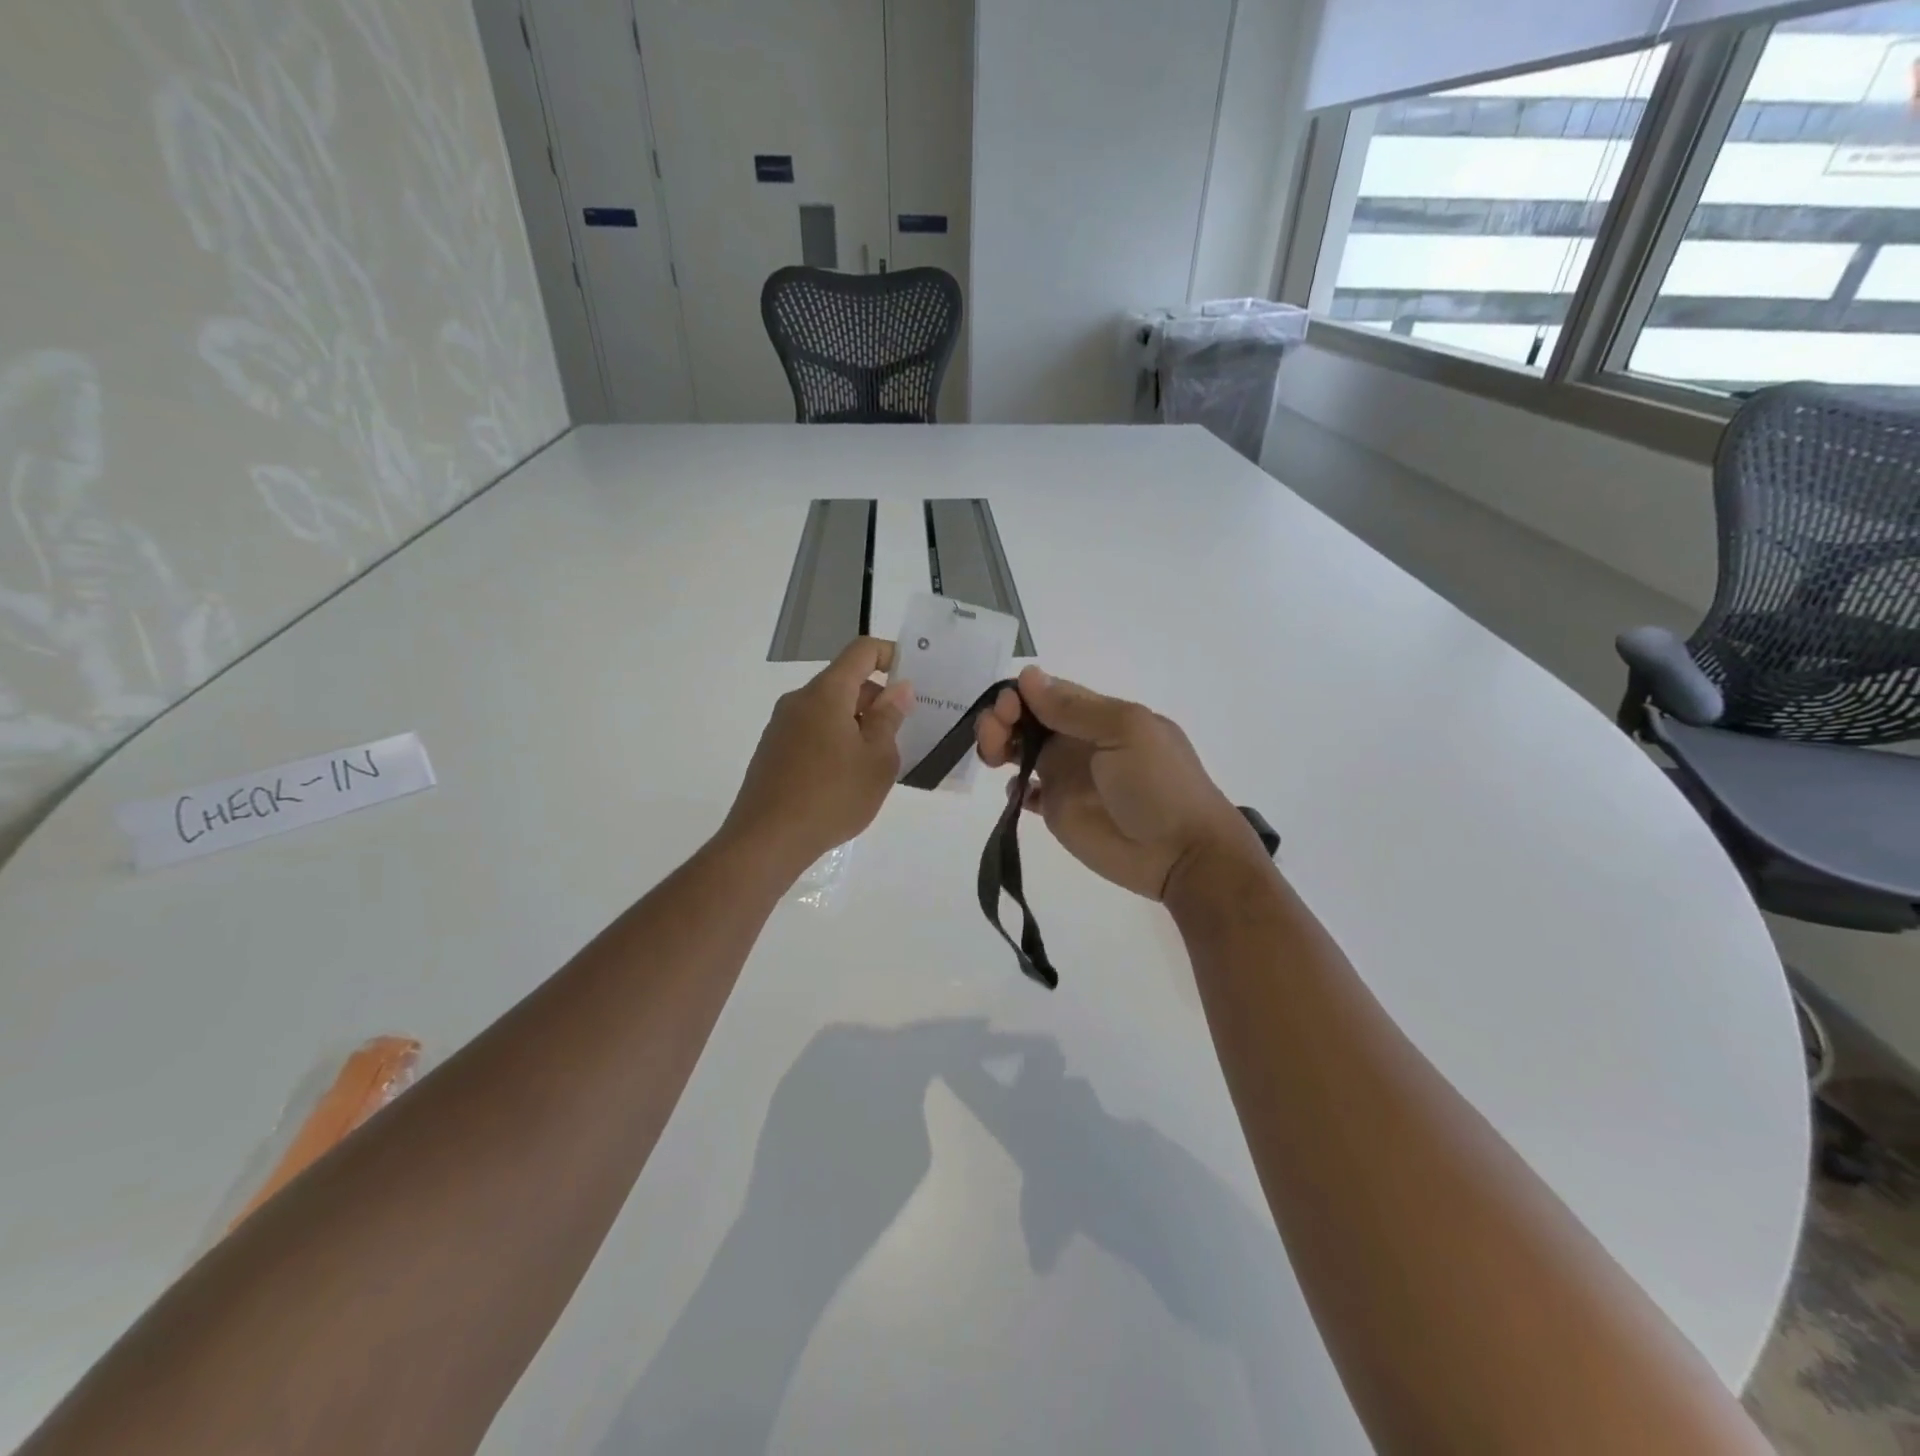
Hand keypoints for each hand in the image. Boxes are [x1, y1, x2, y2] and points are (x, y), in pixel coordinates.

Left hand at [722, 637, 913, 877]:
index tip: (912, 681)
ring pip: (829, 710)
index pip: (861, 651)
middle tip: (903, 734)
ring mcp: (781, 727)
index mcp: (826, 693)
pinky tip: (846, 779)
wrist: (767, 840)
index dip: (890, 655)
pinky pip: (813, 732)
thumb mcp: (877, 760)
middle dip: (877, 700)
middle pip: (845, 682)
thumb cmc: (832, 796)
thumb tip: (898, 689)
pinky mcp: (773, 752)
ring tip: (876, 763)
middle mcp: (799, 701)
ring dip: (857, 724)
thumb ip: (889, 719)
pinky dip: (836, 741)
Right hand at [975, 666, 1259, 901]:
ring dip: (998, 746)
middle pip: (1026, 719)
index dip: (1020, 695)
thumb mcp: (1126, 732)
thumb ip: (1075, 708)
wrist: (1181, 853)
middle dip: (1001, 719)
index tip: (1006, 708)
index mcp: (1098, 716)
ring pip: (1019, 751)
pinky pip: (1026, 793)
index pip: (1047, 693)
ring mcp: (1066, 777)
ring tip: (994, 759)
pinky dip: (1013, 788)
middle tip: (993, 737)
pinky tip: (1019, 793)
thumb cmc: (1159, 785)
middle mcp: (1077, 741)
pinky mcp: (1058, 811)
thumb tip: (1027, 676)